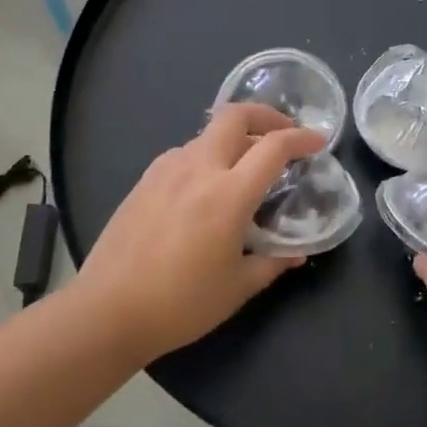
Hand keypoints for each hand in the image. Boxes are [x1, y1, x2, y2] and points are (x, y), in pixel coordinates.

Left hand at [77, 104, 325, 362]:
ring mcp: (166, 170)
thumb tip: (296, 253)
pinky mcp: (144, 181)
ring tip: (244, 168)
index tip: (318, 142)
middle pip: (235, 116)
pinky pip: (184, 153)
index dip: (302, 138)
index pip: (274, 147)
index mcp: (228, 194)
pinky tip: (206, 188)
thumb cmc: (180, 304)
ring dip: (234, 139)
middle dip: (266, 116)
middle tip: (282, 136)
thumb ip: (273, 262)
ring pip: (208, 134)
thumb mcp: (237, 287)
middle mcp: (198, 169)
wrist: (107, 311)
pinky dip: (206, 156)